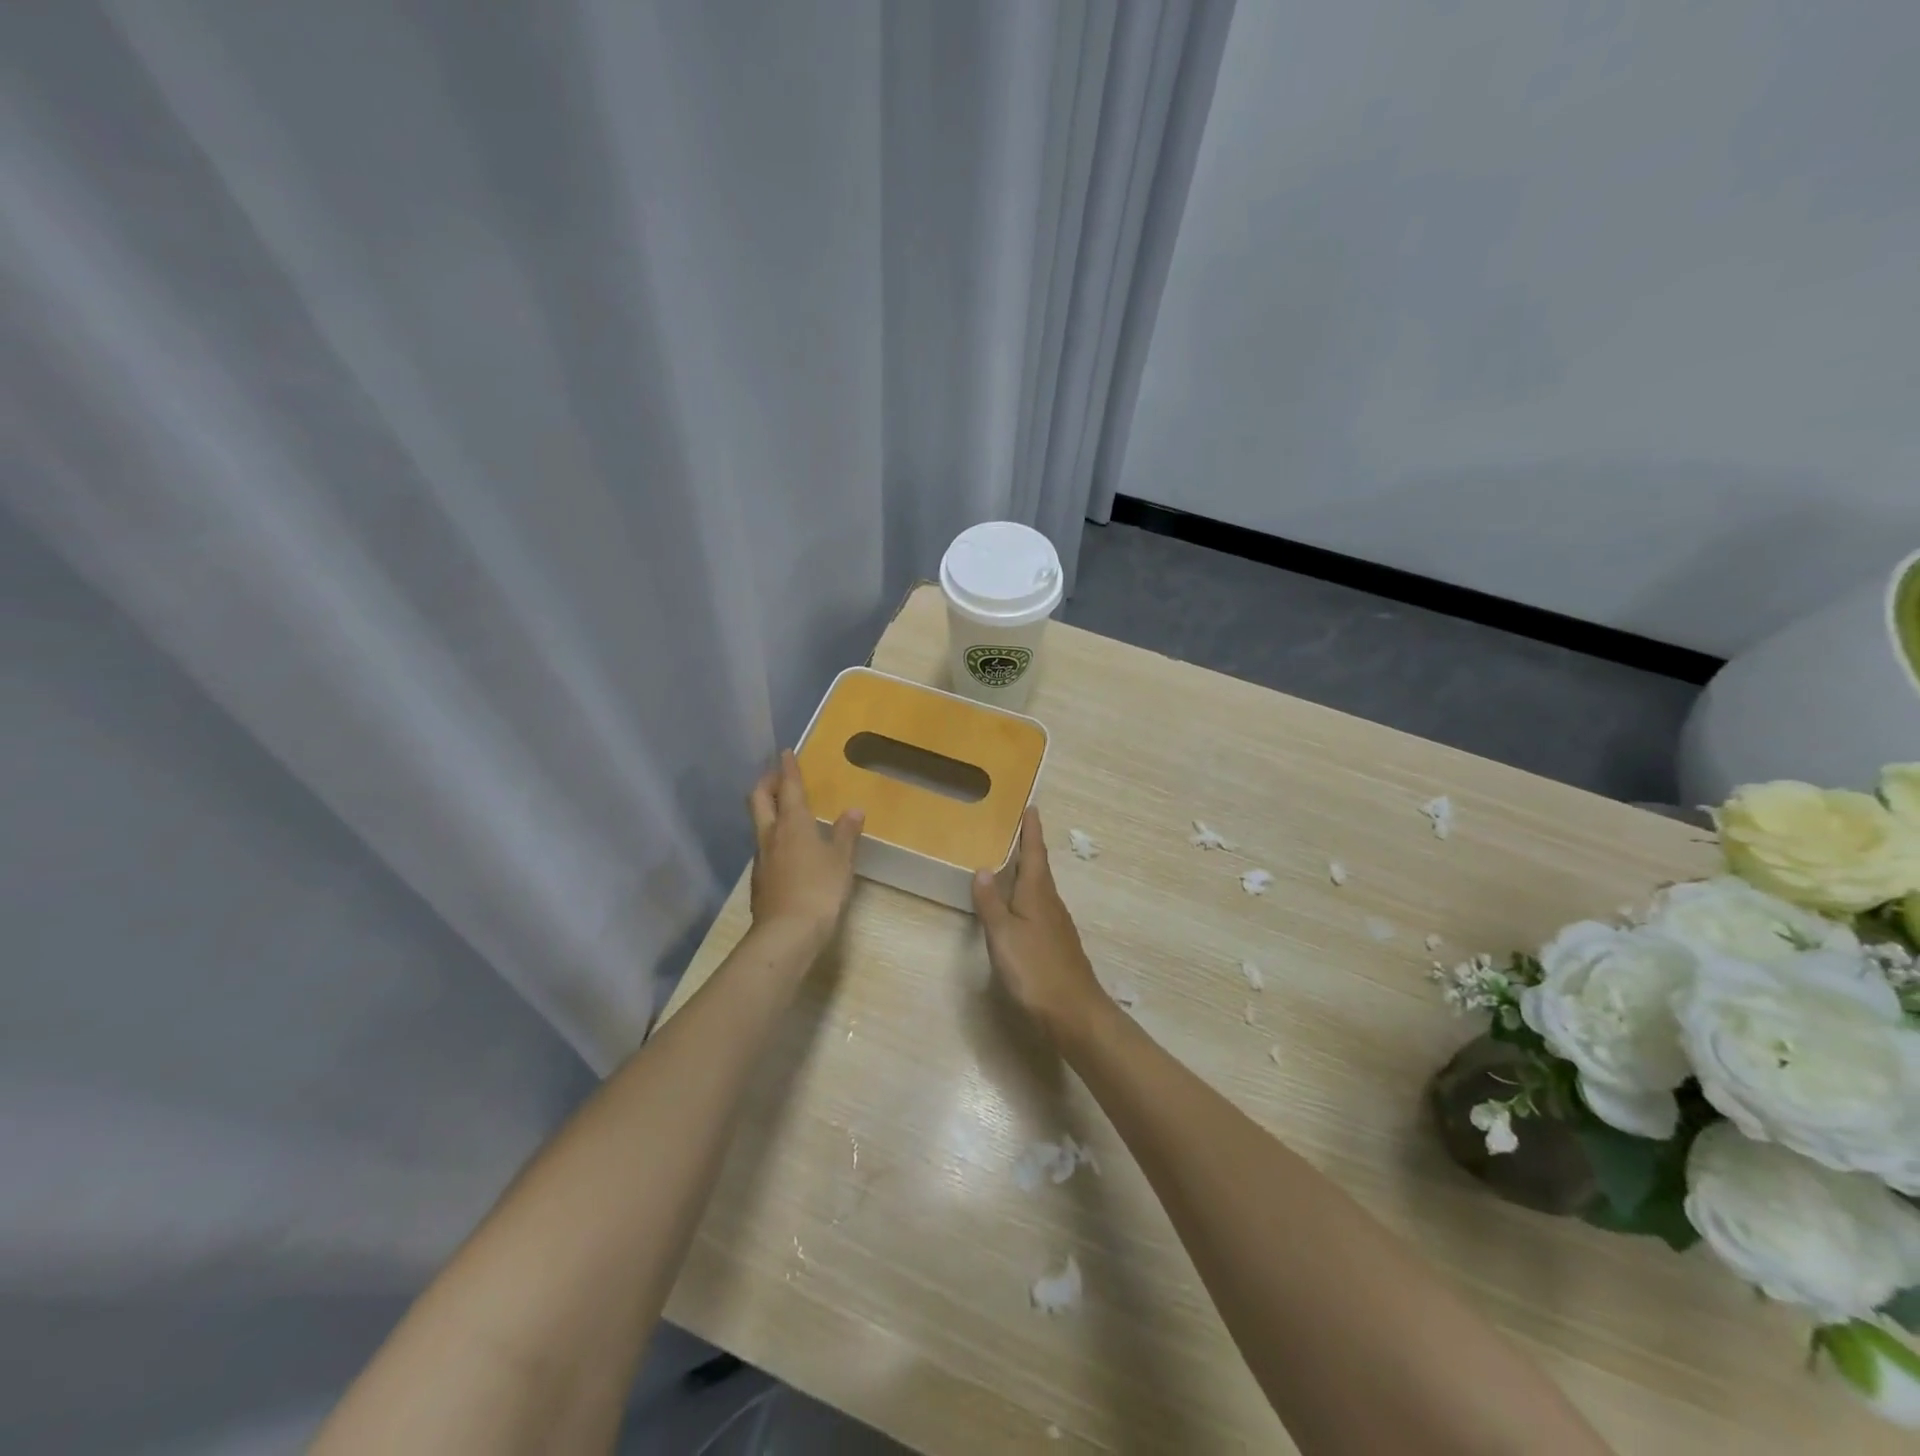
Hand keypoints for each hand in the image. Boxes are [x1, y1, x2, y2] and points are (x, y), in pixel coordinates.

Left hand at [748, 750, 863, 946]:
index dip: (787, 768)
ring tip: (783, 810)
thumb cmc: (819, 890)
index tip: (785, 752)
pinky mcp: (760, 880)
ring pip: (759, 823)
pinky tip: (786, 849)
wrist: (786, 934)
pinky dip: (772, 837)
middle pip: (760, 800)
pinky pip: (764, 848)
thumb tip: (853, 810)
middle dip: (767, 783)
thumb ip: (846, 834)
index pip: (789, 788)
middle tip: (776, 775)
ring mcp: (761, 858)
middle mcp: (771, 835)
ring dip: (768, 810)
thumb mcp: (841, 861)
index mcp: (792, 824)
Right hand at [971, 807, 1106, 1040]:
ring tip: (1011, 864)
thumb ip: (991, 902)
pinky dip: (1028, 897)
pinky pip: (1040, 908)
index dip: (1031, 831)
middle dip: (1029, 848)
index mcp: (1038, 893)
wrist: (1074, 1012)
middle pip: (1040, 868)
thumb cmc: (1035, 968)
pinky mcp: (1057, 944)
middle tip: (1015, 830)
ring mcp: (1057, 925)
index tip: (1031, 807)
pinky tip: (1019, 908)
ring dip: (1028, 873)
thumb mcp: (1003, 934)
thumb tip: (983, 869)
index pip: (1035, 853)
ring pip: (1040, 889)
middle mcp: (1051, 903)